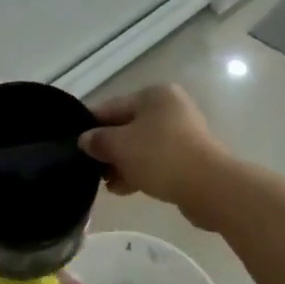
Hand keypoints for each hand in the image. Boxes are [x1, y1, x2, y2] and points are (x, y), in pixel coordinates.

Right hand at [79, 85, 232, 230]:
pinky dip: (141, 171)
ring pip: (142, 146)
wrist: (209, 186)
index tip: (75, 145)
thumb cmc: (160, 156)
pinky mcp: (191, 157)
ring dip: (123, 164)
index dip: (91, 126)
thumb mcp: (119, 146)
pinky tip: (125, 189)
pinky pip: (157, 161)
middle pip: (128, 127)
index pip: (112, 107)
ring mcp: (184, 133)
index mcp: (154, 95)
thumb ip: (97, 140)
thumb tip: (85, 140)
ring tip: (108, 185)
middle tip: (92, 169)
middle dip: (109, 149)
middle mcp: (170, 108)